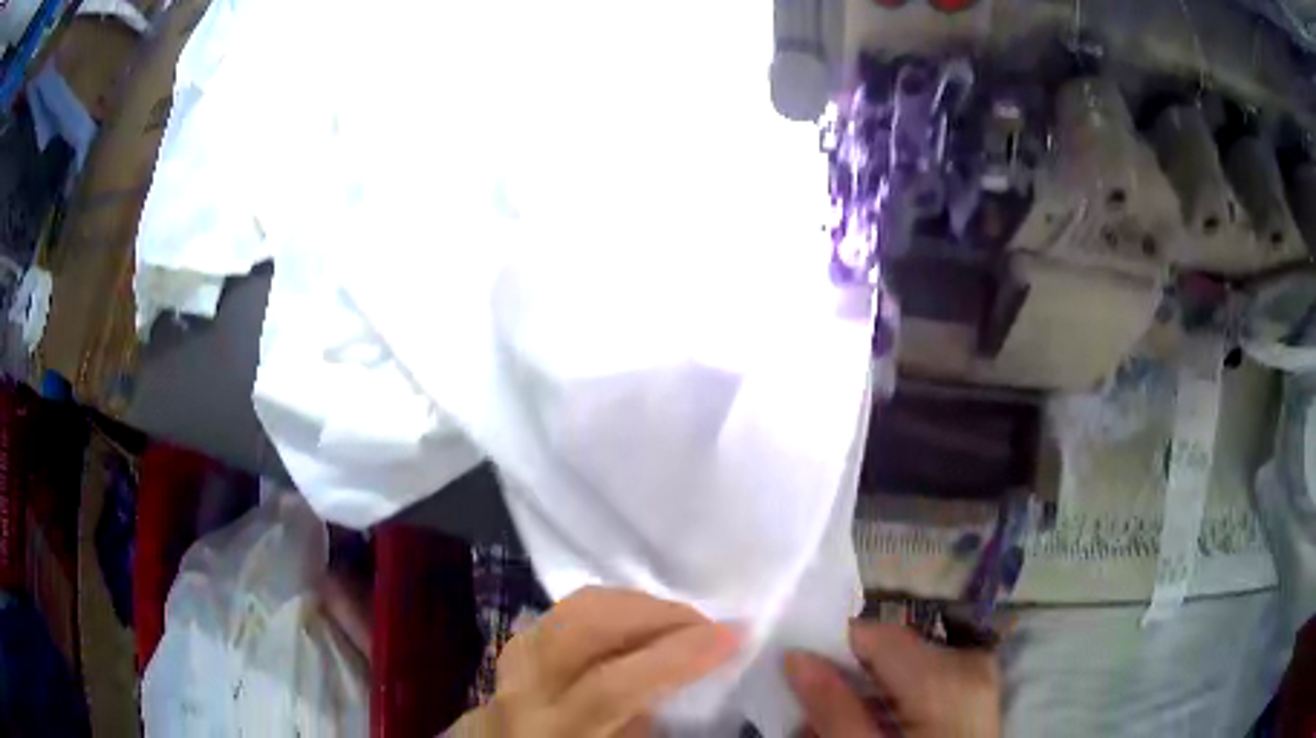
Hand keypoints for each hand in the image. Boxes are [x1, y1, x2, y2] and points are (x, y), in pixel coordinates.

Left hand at [449, 587, 740, 737]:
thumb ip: (643, 725)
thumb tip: (683, 679)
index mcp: (555, 731)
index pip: (613, 684)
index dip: (676, 656)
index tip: (732, 637)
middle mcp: (523, 690)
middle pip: (584, 625)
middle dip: (654, 614)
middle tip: (704, 623)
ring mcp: (511, 661)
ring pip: (572, 608)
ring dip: (633, 604)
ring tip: (676, 620)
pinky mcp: (512, 647)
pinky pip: (562, 612)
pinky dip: (607, 608)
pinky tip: (633, 623)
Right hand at [784, 621, 999, 737]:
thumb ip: (832, 708)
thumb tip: (796, 657)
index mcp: (945, 673)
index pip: (876, 632)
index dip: (832, 648)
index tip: (798, 675)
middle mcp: (968, 661)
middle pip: (890, 651)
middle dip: (848, 679)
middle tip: (813, 716)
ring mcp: (977, 675)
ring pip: (905, 667)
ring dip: (868, 692)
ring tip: (841, 727)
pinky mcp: (976, 690)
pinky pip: (925, 680)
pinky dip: (894, 700)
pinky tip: (876, 727)